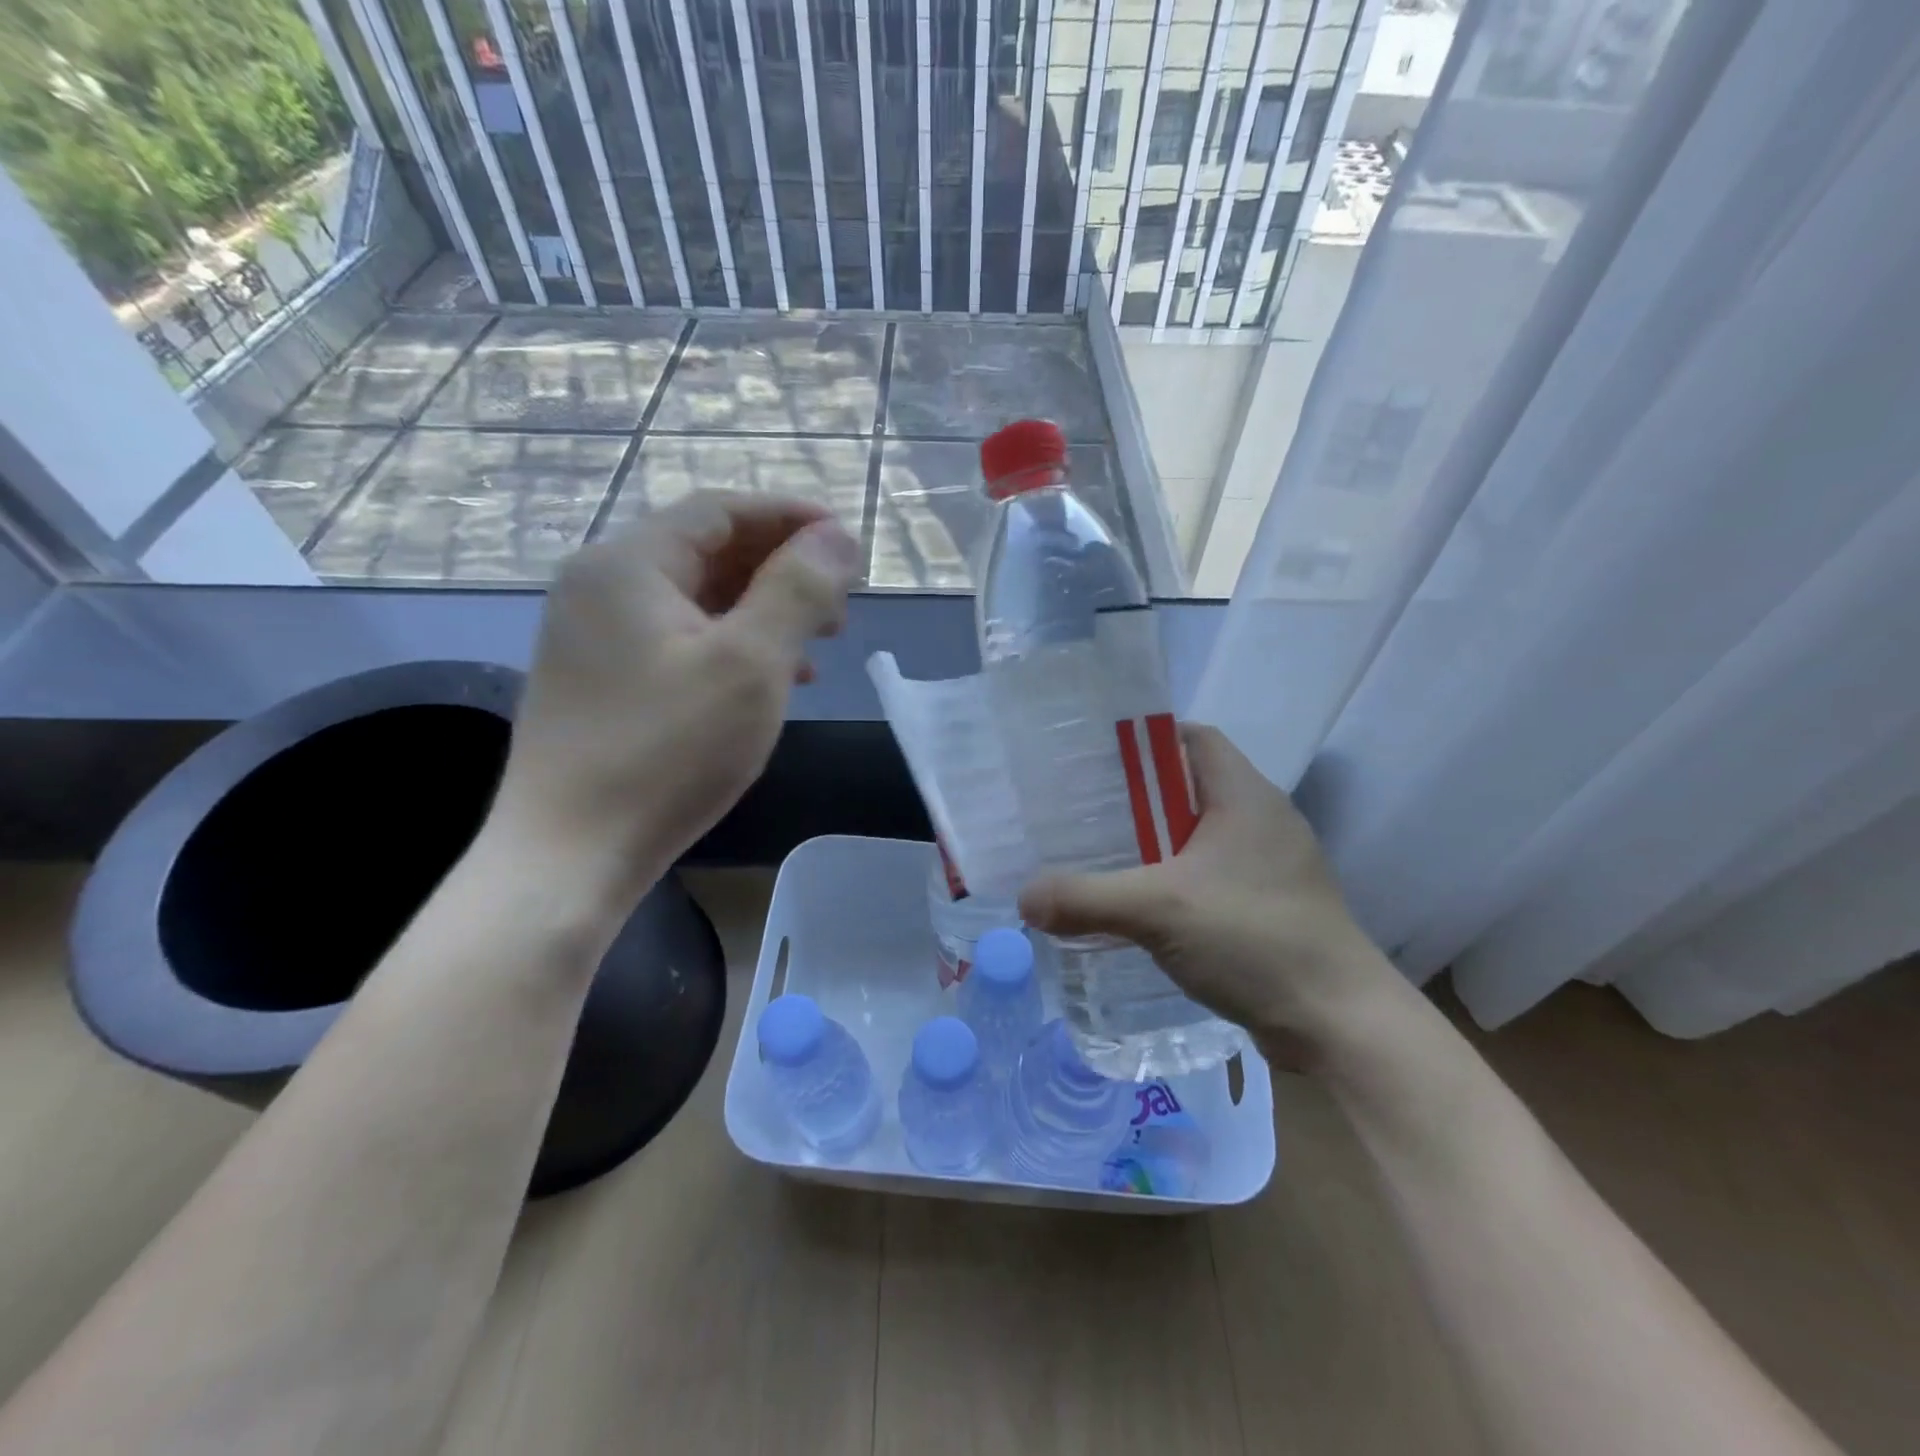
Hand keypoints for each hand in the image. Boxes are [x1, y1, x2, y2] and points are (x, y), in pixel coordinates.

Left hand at [491, 493, 858, 904]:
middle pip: (707, 551)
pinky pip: (678, 639)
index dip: (791, 518)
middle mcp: (600, 585)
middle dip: (781, 568)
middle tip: (840, 604)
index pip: (721, 511)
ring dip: (763, 610)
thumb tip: (839, 535)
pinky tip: (772, 680)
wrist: (570, 855)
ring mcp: (594, 635)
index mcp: (628, 564)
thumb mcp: (751, 664)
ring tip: (818, 643)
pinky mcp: (600, 679)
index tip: (848, 543)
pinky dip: (732, 645)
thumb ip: (798, 589)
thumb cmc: (668, 752)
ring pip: (696, 599)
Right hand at [1018, 726, 1414, 1069]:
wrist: (1338, 1024)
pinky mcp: (1269, 905)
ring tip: (1100, 859)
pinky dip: (1174, 882)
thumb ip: (1085, 898)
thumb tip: (1024, 898)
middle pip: (1189, 787)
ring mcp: (1270, 866)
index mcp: (1245, 796)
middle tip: (1081, 814)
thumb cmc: (1254, 939)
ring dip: (1154, 845)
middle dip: (1136, 799)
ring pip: (1198, 836)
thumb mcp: (1158, 910)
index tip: (1095, 763)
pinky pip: (1210, 876)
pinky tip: (1140, 909)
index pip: (1192, 738)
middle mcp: (1262, 820)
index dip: (1145, 741)